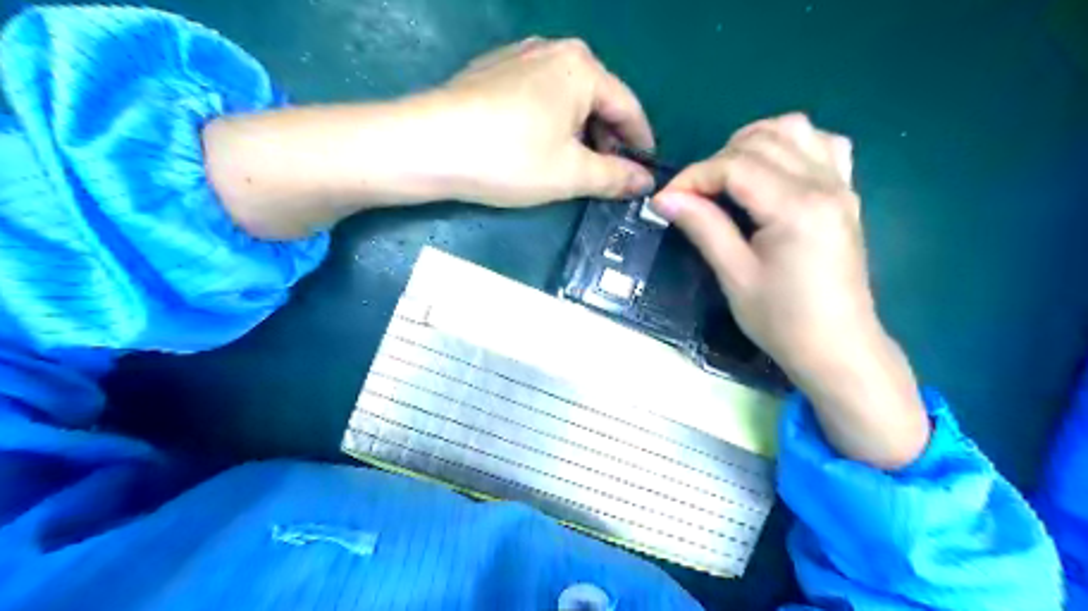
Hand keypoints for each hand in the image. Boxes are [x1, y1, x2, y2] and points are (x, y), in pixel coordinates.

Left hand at [425, 38, 653, 207]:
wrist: (428, 145)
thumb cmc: (510, 158)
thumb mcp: (571, 174)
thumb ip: (615, 176)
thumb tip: (646, 181)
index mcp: (582, 68)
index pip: (628, 108)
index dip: (641, 143)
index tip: (645, 172)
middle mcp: (554, 50)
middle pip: (597, 99)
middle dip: (607, 139)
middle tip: (606, 175)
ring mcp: (519, 56)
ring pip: (566, 98)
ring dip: (578, 132)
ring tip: (573, 165)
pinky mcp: (492, 71)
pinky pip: (538, 96)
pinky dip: (549, 121)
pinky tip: (537, 146)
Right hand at [654, 113, 868, 373]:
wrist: (838, 348)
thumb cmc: (783, 321)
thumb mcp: (735, 277)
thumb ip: (703, 227)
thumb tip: (664, 197)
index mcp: (796, 208)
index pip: (735, 167)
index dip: (694, 177)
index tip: (667, 199)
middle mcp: (823, 184)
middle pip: (760, 141)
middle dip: (716, 161)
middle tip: (693, 196)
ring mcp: (841, 184)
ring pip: (794, 129)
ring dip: (752, 143)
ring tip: (728, 177)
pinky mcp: (846, 194)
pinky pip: (823, 145)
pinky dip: (791, 146)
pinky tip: (773, 171)